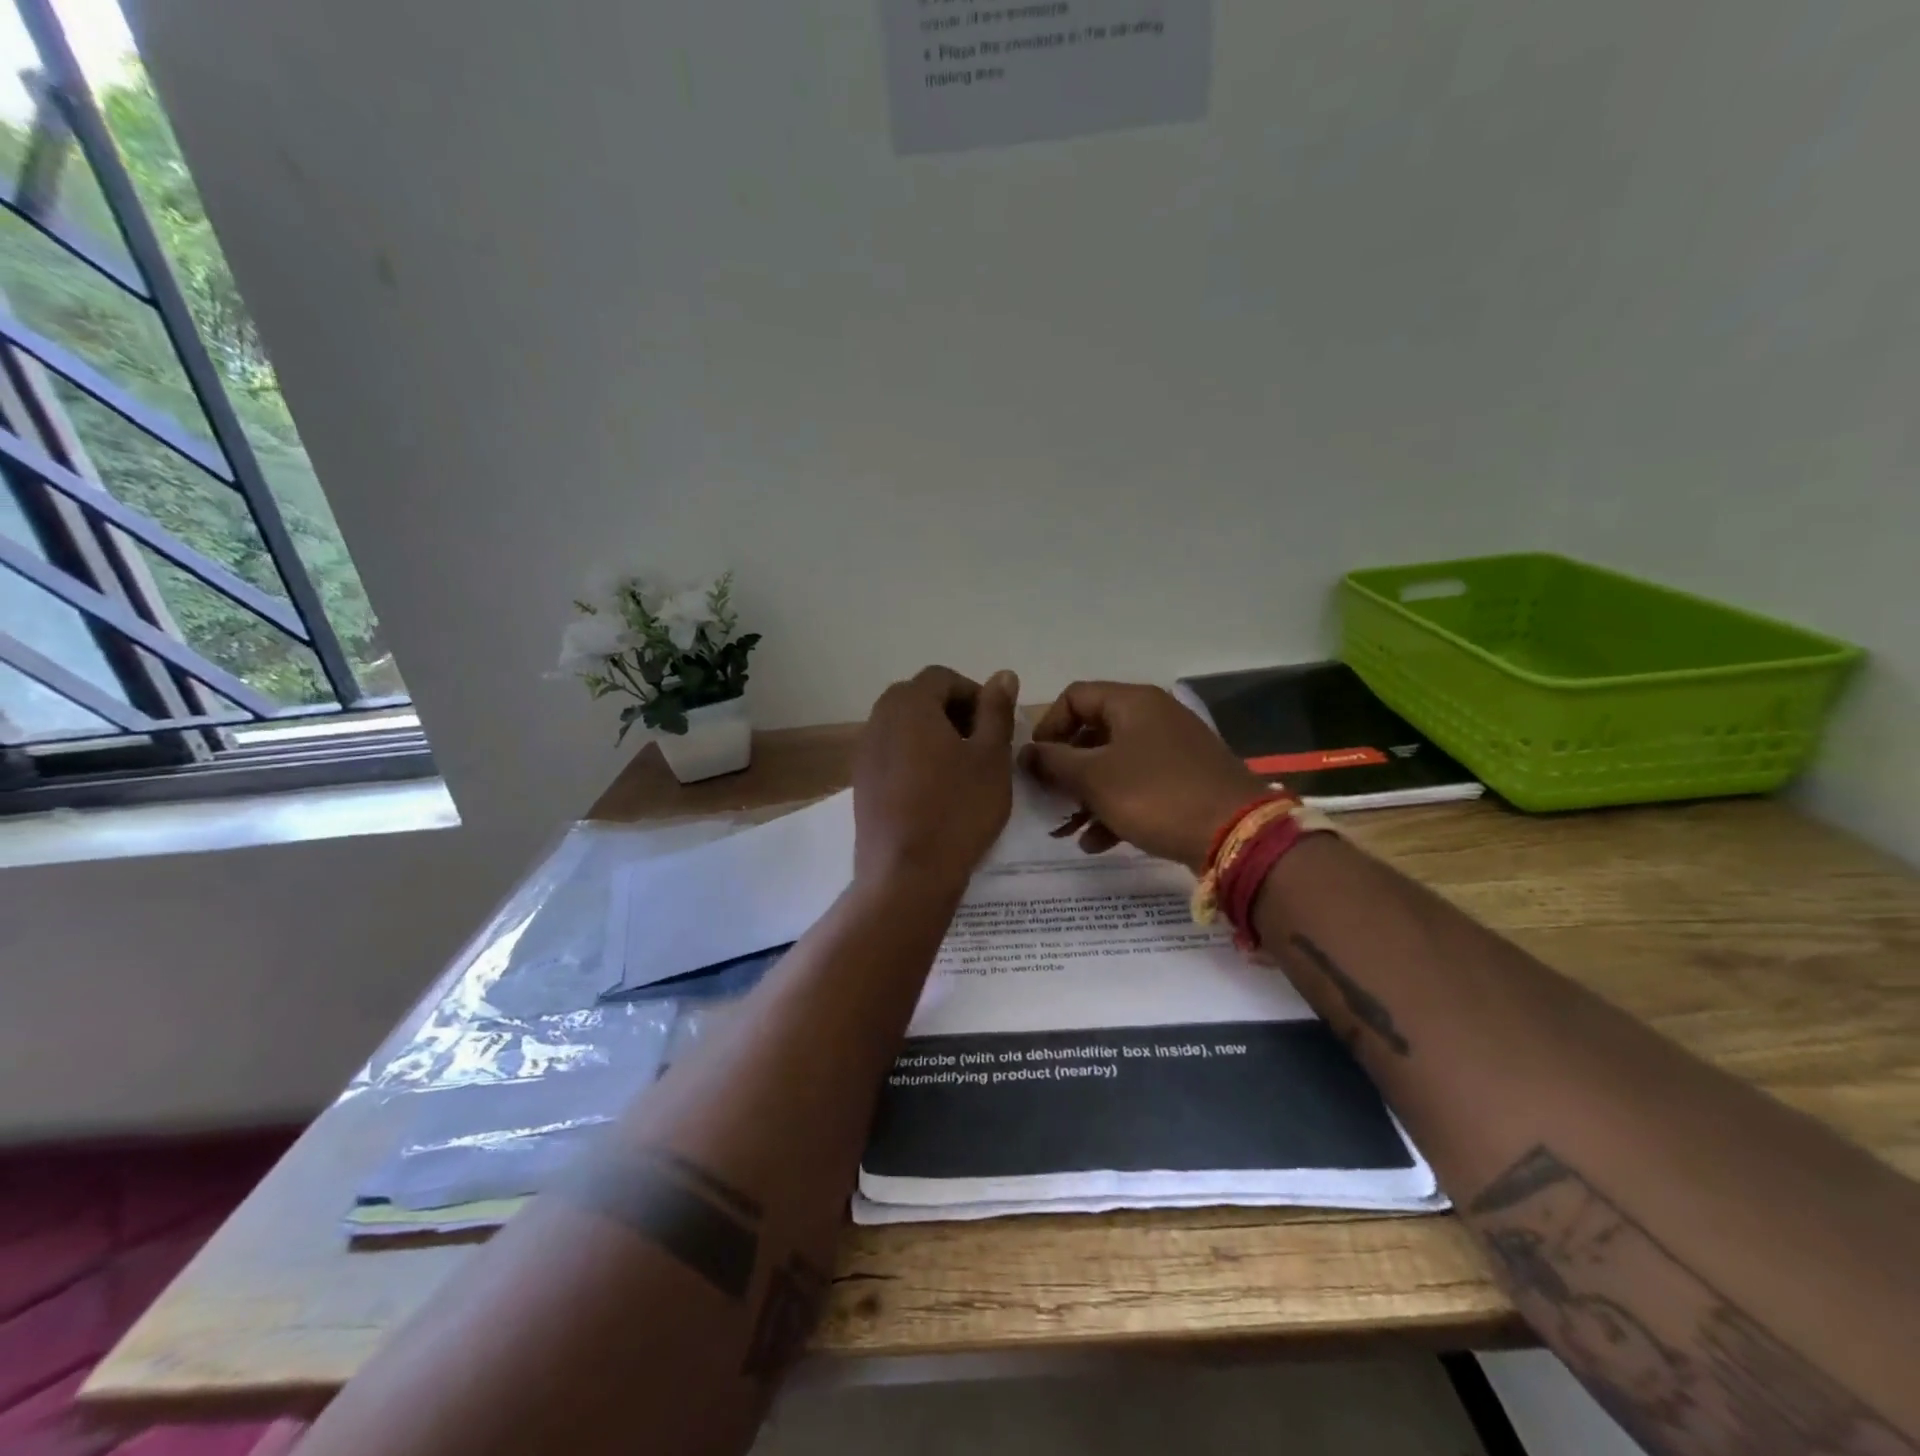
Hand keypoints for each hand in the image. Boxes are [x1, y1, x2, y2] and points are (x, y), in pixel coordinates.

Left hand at [853, 665, 1018, 890]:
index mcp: (909, 704)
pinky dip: (914, 758)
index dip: (974, 694)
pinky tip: (935, 792)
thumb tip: (1002, 675)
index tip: (995, 726)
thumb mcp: (991, 758)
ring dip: (933, 735)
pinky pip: (891, 754)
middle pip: (918, 698)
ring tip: (961, 770)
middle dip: (952, 713)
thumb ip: (996, 711)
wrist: (906, 874)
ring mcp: (864, 752)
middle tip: (981, 745)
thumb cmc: (957, 810)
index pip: (942, 677)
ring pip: (903, 727)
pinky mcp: (861, 783)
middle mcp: (879, 719)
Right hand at [1021, 681, 1266, 871]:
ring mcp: (1172, 750)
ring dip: (1085, 796)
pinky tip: (1097, 842)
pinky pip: (1138, 786)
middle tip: (1047, 798)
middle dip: (1065, 770)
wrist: (1237, 835)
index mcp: (1132, 703)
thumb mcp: (1094, 778)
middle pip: (1093, 733)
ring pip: (1114, 765)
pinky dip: (1114, 808)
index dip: (1047, 727)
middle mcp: (1153, 717)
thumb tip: (1025, 752)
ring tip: (1067, 830)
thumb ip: (1053, 762)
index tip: (1035, 763)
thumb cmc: (1156, 795)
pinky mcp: (1185, 781)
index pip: (1074, 697)